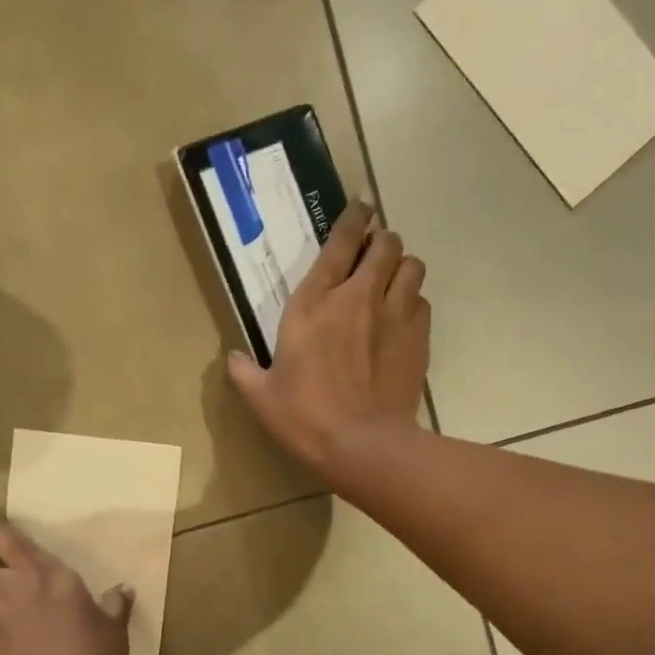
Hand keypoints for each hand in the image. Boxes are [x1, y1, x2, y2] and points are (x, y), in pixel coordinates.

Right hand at [227, 200, 429, 480]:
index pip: (339, 242)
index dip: (352, 219)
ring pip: (412, 266)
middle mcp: (358, 297)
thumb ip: (244, 371)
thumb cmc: (306, 418)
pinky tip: (403, 319)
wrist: (362, 445)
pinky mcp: (418, 339)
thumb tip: (231, 358)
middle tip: (374, 253)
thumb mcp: (262, 397)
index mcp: (314, 304)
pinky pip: (423, 303)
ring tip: (393, 282)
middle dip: (381, 241)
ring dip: (402, 267)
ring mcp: (394, 316)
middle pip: (385, 244)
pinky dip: (414, 303)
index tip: (360, 209)